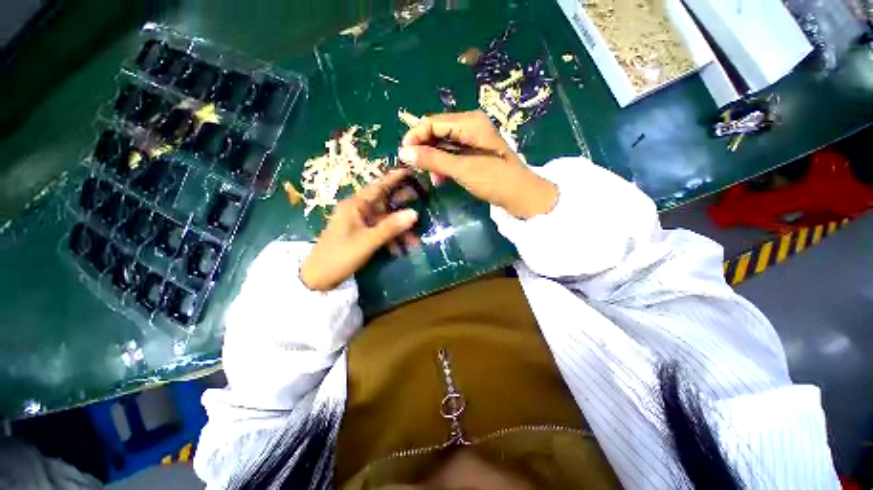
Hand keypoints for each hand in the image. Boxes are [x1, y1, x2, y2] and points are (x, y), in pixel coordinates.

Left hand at [300, 169, 419, 290]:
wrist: (318, 278)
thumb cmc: (340, 255)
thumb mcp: (368, 241)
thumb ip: (391, 226)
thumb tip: (415, 213)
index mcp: (355, 205)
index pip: (379, 186)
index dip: (395, 178)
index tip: (411, 171)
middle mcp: (358, 210)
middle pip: (385, 203)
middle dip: (403, 207)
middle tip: (422, 203)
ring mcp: (360, 222)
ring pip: (385, 220)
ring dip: (399, 230)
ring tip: (415, 241)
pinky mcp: (361, 234)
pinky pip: (380, 231)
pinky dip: (390, 239)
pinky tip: (399, 251)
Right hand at [398, 111, 557, 219]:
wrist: (523, 197)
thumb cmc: (496, 181)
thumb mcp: (463, 170)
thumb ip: (433, 160)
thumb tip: (403, 152)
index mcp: (470, 122)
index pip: (432, 122)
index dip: (415, 136)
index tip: (402, 155)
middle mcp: (470, 125)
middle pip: (437, 131)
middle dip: (423, 149)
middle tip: (415, 169)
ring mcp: (473, 140)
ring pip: (443, 144)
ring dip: (433, 160)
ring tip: (430, 177)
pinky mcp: (474, 153)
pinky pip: (451, 154)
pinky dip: (443, 165)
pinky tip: (440, 179)